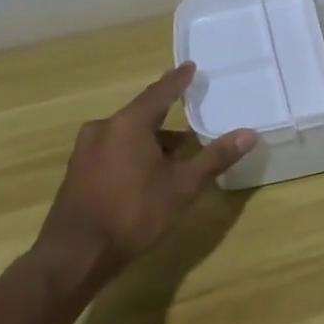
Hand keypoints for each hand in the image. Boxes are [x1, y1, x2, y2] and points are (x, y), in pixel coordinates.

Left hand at [32, 63, 256, 295]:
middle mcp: (103, 128)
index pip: (160, 92)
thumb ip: (214, 158)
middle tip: (189, 116)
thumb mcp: (181, 187)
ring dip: (149, 139)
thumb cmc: (132, 214)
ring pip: (125, 133)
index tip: (190, 67)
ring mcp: (85, 149)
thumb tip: (249, 134)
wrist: (73, 255)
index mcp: (129, 124)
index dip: (178, 80)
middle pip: (141, 113)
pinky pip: (111, 148)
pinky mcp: (76, 170)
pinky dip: (131, 152)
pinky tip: (144, 172)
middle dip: (166, 116)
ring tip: (173, 153)